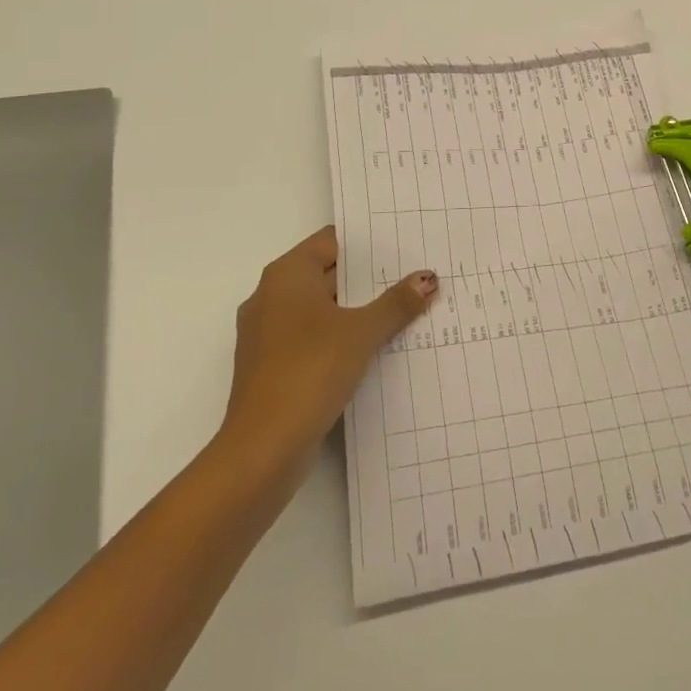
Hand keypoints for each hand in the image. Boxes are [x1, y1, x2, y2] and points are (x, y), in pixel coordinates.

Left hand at [217, 226, 437, 476]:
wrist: (263, 448)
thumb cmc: (309, 370)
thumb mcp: (361, 332)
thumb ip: (396, 303)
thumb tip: (427, 278)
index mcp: (286, 275)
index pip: (331, 241)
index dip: (368, 244)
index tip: (405, 247)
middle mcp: (271, 297)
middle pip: (327, 275)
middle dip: (369, 280)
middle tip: (414, 278)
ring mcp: (268, 335)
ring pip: (321, 310)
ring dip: (357, 312)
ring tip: (404, 312)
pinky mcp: (272, 368)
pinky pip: (313, 340)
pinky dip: (341, 339)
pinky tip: (375, 350)